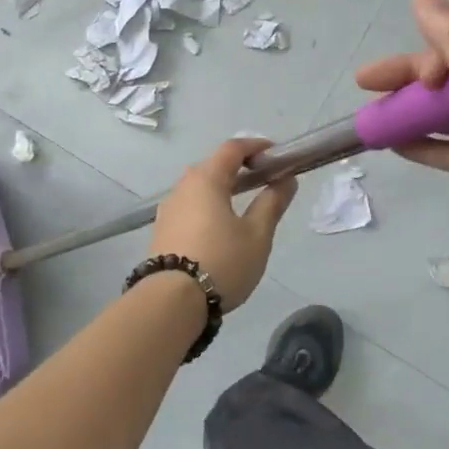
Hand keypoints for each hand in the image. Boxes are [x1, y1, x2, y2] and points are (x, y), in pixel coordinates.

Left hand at [150, 138, 298, 310]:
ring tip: (244, 206)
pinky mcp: (162, 229)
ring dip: (222, 188)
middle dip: (239, 168)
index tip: (276, 155)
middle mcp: (183, 187)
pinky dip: (208, 206)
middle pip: (213, 166)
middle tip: (264, 180)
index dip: (256, 147)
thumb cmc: (222, 261)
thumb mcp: (257, 234)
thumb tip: (286, 180)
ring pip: (199, 188)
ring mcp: (168, 209)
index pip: (232, 149)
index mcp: (206, 180)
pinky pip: (190, 206)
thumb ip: (272, 203)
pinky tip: (219, 227)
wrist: (172, 301)